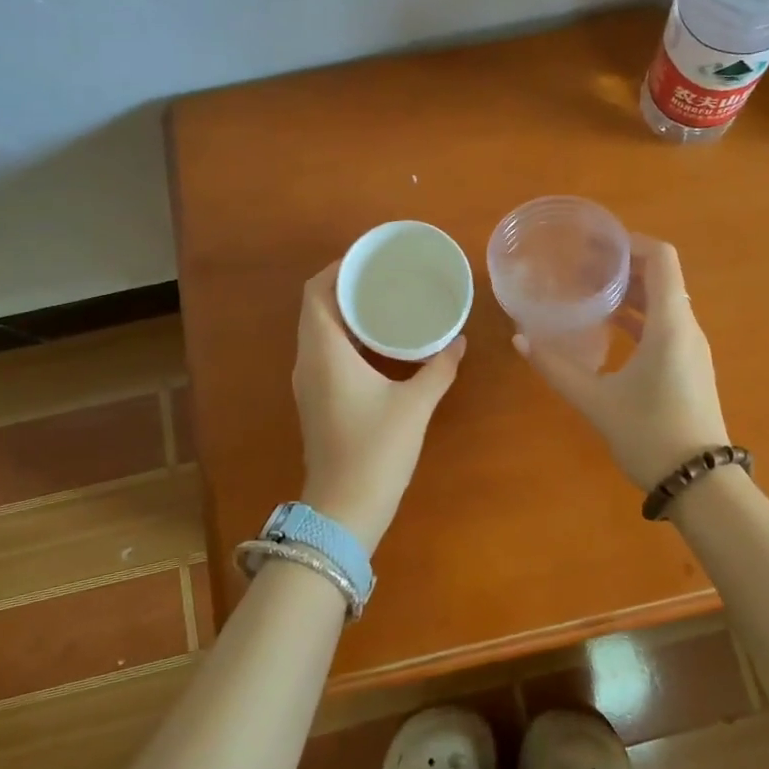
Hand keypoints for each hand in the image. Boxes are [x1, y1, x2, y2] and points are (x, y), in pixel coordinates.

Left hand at [292, 261, 465, 551]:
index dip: (338, 269)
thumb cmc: (376, 450)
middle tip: (383, 276)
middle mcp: (308, 360)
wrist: (344, 509)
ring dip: (344, 312)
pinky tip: (377, 343)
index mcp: (325, 352)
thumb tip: (459, 341)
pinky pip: (324, 351)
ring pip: (318, 330)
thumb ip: (439, 367)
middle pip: (316, 307)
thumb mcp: (415, 404)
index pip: (317, 293)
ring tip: (383, 301)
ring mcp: (308, 382)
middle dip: (345, 286)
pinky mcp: (316, 399)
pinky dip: (345, 336)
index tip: (369, 258)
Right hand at [515, 237, 728, 490]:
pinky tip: (606, 328)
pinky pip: (664, 326)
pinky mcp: (688, 367)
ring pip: (662, 302)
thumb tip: (519, 338)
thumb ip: (556, 368)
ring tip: (588, 290)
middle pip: (660, 277)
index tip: (595, 243)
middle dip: (623, 265)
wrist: (701, 484)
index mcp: (670, 324)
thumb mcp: (596, 401)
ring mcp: (690, 348)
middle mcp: (686, 327)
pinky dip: (637, 317)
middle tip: (581, 264)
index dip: (631, 242)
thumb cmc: (651, 434)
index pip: (661, 258)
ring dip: (629, 291)